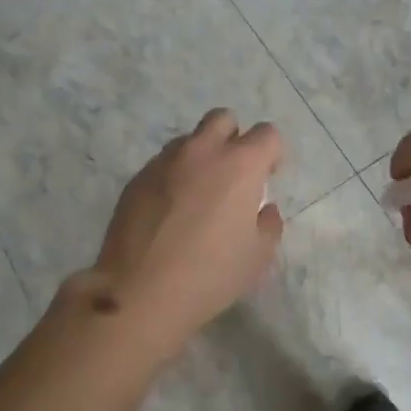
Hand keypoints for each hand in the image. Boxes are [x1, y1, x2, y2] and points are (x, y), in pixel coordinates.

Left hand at [71, 108, 284, 351]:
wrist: (139, 291)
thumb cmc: (210, 274)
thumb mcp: (258, 256)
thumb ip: (269, 224)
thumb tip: (264, 208)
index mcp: (240, 164)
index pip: (266, 134)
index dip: (272, 153)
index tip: (268, 176)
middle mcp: (203, 151)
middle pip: (223, 119)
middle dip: (234, 138)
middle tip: (234, 174)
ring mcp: (165, 161)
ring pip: (190, 139)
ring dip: (201, 155)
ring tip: (198, 193)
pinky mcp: (137, 177)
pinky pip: (163, 163)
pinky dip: (174, 175)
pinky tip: (170, 210)